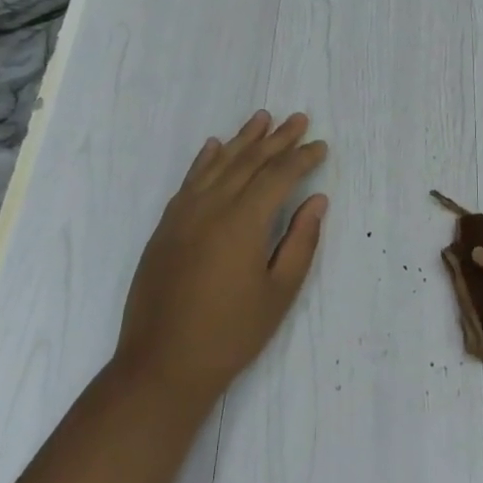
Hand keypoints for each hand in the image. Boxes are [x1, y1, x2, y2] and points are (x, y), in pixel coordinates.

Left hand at [115, 111, 327, 408]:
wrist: (161, 365)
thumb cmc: (230, 334)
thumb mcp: (278, 293)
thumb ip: (300, 241)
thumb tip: (317, 200)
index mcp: (243, 221)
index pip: (279, 176)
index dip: (302, 158)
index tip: (320, 146)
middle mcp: (212, 207)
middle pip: (249, 162)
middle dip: (277, 139)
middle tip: (298, 118)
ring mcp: (184, 214)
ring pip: (218, 164)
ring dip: (242, 139)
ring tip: (262, 118)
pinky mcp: (166, 227)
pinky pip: (189, 181)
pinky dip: (204, 160)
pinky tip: (214, 147)